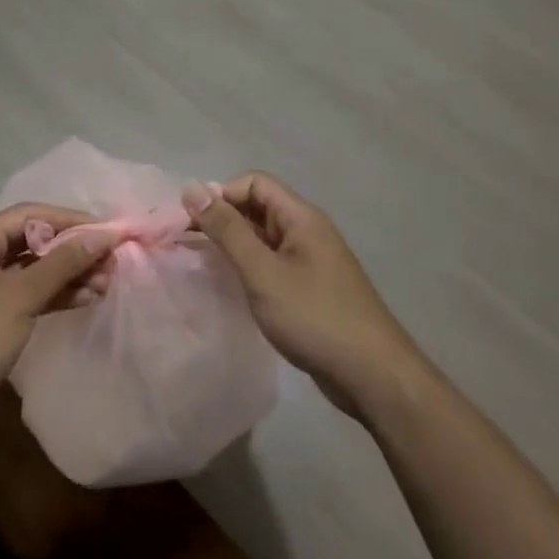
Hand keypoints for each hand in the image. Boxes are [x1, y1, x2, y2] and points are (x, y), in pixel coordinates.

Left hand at [0, 203, 115, 414]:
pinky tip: (82, 299)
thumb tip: (102, 235)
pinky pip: (24, 293)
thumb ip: (62, 263)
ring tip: (105, 284)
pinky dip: (51, 295)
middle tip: (111, 263)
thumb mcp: (21, 296)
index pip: (31, 215)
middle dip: (72, 251)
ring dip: (67, 275)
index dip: (71, 220)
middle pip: (32, 241)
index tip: (108, 232)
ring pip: (31, 270)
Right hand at [183, 173, 414, 416]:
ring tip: (202, 263)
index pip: (254, 183)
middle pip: (258, 207)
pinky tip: (231, 286)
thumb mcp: (263, 272)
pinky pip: (272, 262)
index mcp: (301, 218)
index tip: (192, 222)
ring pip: (263, 237)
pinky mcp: (310, 288)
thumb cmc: (314, 317)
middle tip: (187, 242)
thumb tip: (192, 189)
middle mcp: (307, 231)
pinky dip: (248, 266)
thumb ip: (227, 230)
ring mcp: (311, 261)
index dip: (221, 195)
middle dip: (223, 218)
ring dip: (233, 243)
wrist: (372, 375)